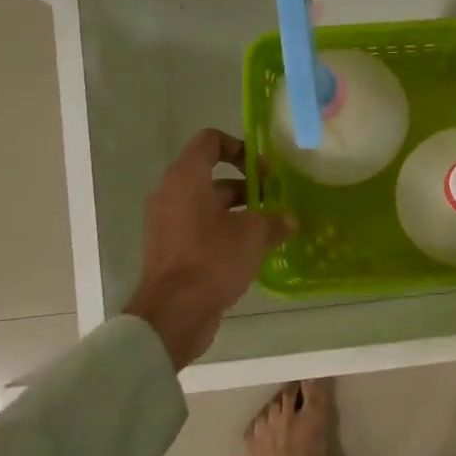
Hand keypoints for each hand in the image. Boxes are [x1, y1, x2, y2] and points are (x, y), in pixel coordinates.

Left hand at [123, 129, 294, 369]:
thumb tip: (290, 219)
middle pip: (209, 174)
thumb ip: (274, 220)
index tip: (262, 169)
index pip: (210, 141)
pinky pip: (198, 227)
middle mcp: (170, 194)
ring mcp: (166, 223)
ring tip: (267, 227)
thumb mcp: (254, 235)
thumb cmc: (213, 260)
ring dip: (236, 210)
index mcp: (186, 178)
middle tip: (272, 199)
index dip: (239, 146)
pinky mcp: (168, 249)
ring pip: (205, 203)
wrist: (174, 314)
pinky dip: (221, 230)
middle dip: (244, 184)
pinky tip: (249, 250)